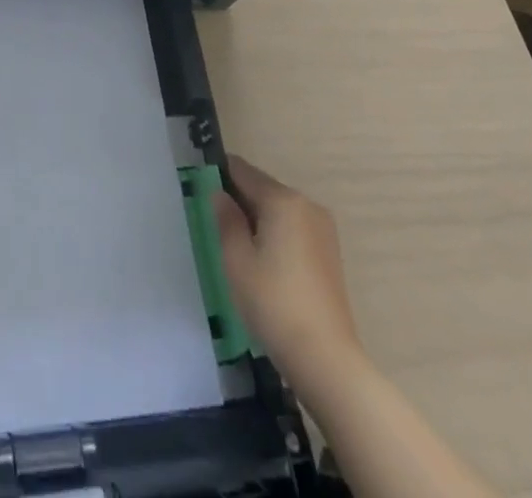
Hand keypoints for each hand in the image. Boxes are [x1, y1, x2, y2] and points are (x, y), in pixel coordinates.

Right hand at [212, 155, 363, 381]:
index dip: (220, 176)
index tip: (201, 190)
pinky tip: (265, 265)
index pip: (243, 171)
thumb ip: (225, 219)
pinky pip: (294, 229)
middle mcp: (307, 205)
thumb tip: (219, 193)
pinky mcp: (330, 253)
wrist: (326, 358)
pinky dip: (277, 235)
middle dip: (240, 201)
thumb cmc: (273, 303)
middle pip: (264, 189)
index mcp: (283, 200)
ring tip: (239, 250)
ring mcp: (323, 229)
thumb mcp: (236, 259)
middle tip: (217, 228)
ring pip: (280, 210)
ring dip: (258, 220)